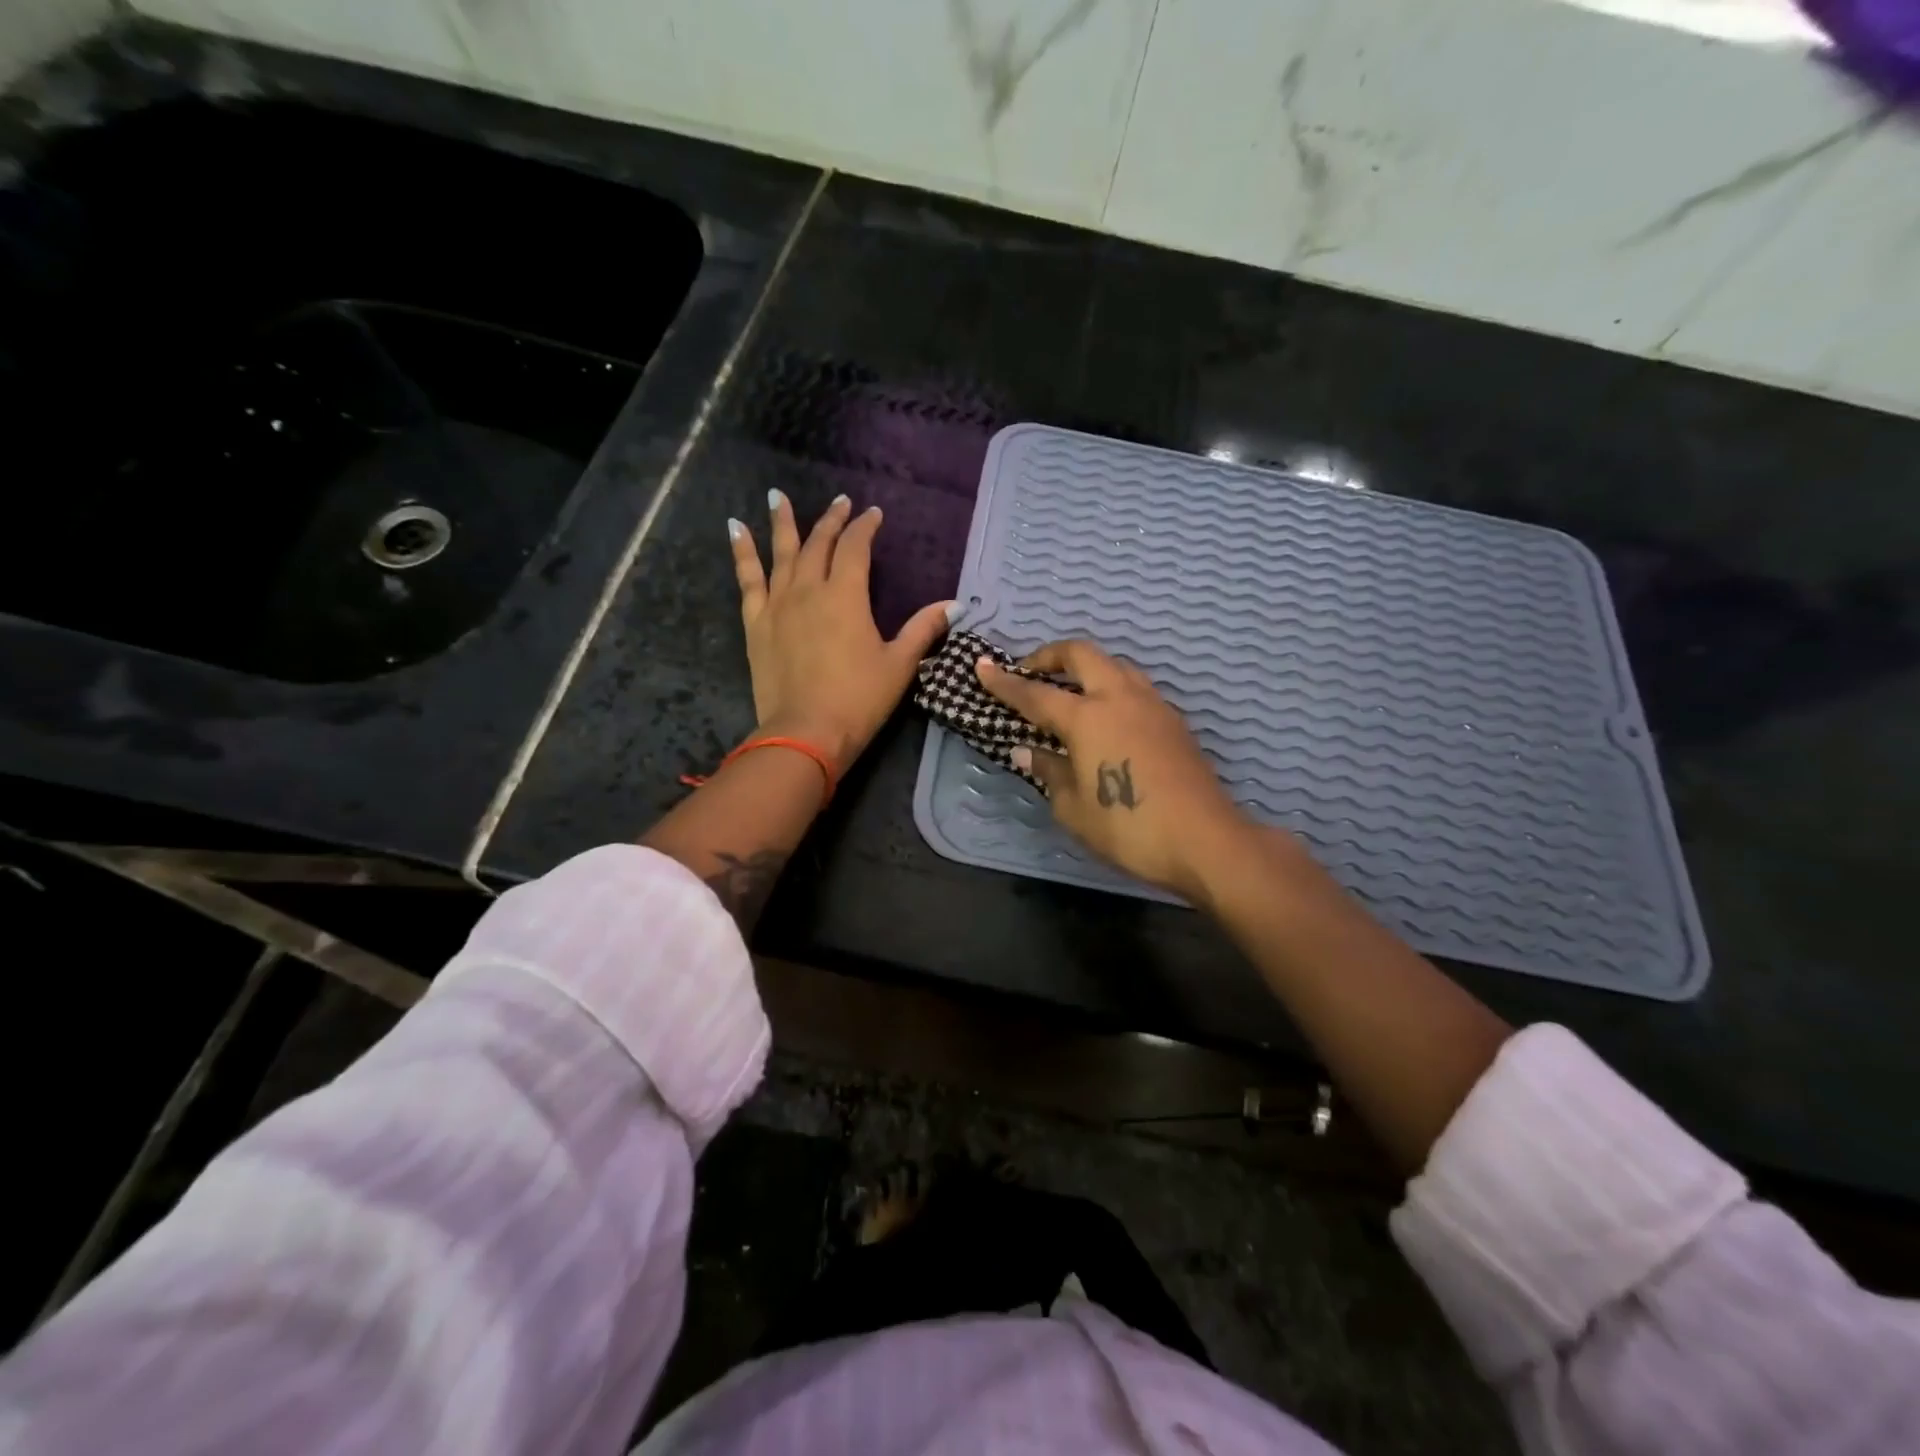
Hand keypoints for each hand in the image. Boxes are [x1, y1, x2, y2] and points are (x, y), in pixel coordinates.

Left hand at [731, 489, 951, 769]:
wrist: (805, 733)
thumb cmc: (858, 700)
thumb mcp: (899, 665)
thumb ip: (924, 629)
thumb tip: (956, 605)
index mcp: (847, 596)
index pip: (856, 548)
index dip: (865, 527)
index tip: (873, 514)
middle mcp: (810, 590)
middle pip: (819, 544)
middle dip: (832, 521)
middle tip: (840, 502)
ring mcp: (778, 604)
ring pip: (781, 553)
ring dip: (782, 522)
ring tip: (776, 495)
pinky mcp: (756, 623)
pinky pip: (747, 579)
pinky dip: (742, 552)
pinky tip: (735, 529)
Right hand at [977, 640, 1250, 901]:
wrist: (1204, 839)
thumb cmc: (1128, 827)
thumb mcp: (1073, 808)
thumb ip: (1048, 771)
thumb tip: (1028, 750)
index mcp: (1087, 717)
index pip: (1035, 693)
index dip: (1005, 682)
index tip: (982, 667)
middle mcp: (1119, 697)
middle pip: (1081, 654)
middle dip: (1050, 656)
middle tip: (1030, 673)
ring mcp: (1151, 705)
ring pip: (1114, 664)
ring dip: (1086, 669)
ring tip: (1070, 693)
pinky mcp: (1173, 720)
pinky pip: (1135, 687)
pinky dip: (1111, 688)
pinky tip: (1107, 718)